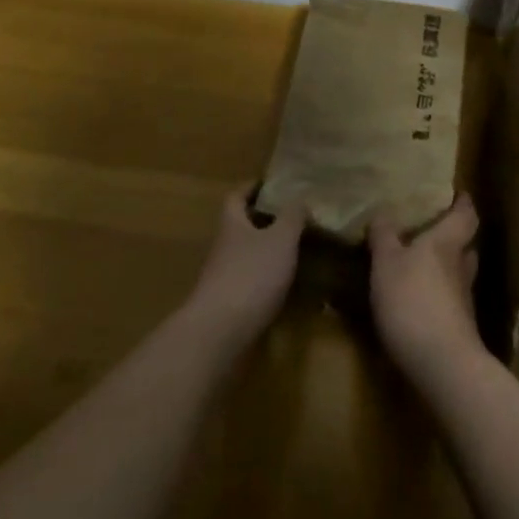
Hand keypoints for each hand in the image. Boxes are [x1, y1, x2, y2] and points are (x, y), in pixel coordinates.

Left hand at [184, 183, 304, 348]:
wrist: (219, 333)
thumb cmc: (251, 275)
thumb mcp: (280, 239)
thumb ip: (292, 217)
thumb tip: (299, 198)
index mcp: (232, 224)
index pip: (236, 197)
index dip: (252, 188)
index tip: (273, 185)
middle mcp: (223, 248)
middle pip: (241, 227)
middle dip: (264, 222)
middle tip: (294, 219)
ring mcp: (223, 278)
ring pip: (246, 256)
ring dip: (267, 253)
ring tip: (297, 252)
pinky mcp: (228, 306)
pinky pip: (250, 284)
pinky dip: (267, 281)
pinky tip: (287, 288)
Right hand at [368, 194, 483, 373]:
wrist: (441, 363)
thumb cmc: (412, 300)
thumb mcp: (386, 263)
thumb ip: (384, 237)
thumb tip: (383, 212)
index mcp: (446, 243)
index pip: (465, 216)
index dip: (463, 204)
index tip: (459, 194)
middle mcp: (461, 267)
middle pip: (465, 246)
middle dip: (453, 238)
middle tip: (433, 232)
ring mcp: (463, 301)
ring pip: (458, 275)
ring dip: (445, 269)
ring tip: (421, 267)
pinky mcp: (458, 328)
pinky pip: (449, 302)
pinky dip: (438, 296)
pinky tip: (418, 302)